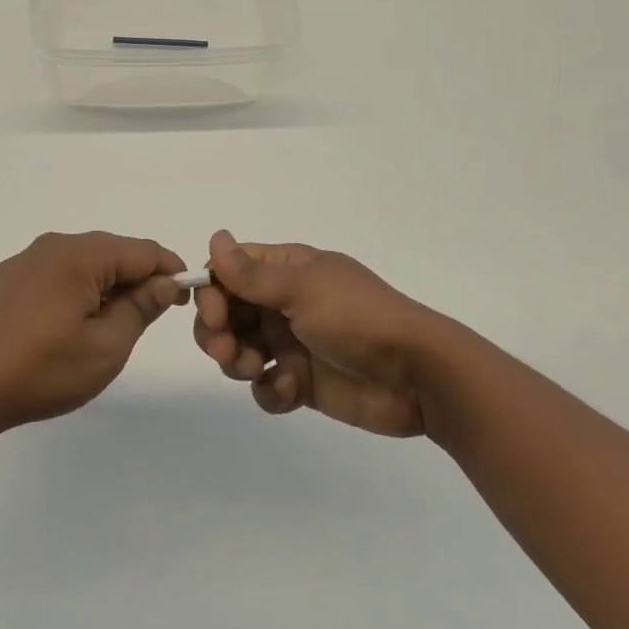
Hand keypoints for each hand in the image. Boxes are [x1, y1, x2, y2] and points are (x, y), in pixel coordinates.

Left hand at [0, 231, 187, 434]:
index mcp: (80, 255)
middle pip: (112, 251)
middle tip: (151, 315)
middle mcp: (53, 245)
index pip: (142, 250)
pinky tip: (70, 323)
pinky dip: (76, 289)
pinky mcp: (7, 278)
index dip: (170, 271)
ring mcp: (25, 259)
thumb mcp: (105, 348)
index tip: (184, 298)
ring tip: (112, 324)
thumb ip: (140, 308)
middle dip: (138, 278)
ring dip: (106, 285)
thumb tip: (164, 282)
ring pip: (84, 262)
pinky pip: (56, 272)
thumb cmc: (40, 371)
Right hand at [193, 230, 442, 437]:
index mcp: (287, 271)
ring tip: (254, 370)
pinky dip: (269, 390)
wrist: (417, 376)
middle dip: (218, 331)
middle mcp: (284, 303)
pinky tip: (289, 390)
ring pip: (239, 350)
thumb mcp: (303, 289)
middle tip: (226, 349)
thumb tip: (214, 238)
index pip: (231, 271)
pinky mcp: (301, 382)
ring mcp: (291, 343)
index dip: (212, 290)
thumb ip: (253, 274)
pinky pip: (265, 386)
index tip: (211, 313)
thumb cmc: (358, 318)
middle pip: (228, 313)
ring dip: (236, 361)